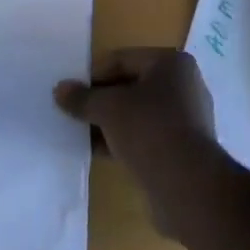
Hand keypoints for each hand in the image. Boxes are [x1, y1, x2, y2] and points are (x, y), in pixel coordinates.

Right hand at [54, 48, 221, 240]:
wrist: (189, 189)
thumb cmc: (150, 130)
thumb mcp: (109, 109)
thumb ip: (83, 98)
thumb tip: (60, 89)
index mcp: (171, 63)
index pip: (123, 59)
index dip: (94, 75)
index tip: (72, 92)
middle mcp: (183, 86)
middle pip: (131, 86)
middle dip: (102, 100)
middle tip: (75, 113)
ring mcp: (186, 120)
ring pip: (138, 114)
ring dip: (112, 123)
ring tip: (82, 135)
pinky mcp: (183, 150)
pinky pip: (147, 137)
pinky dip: (125, 141)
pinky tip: (101, 153)